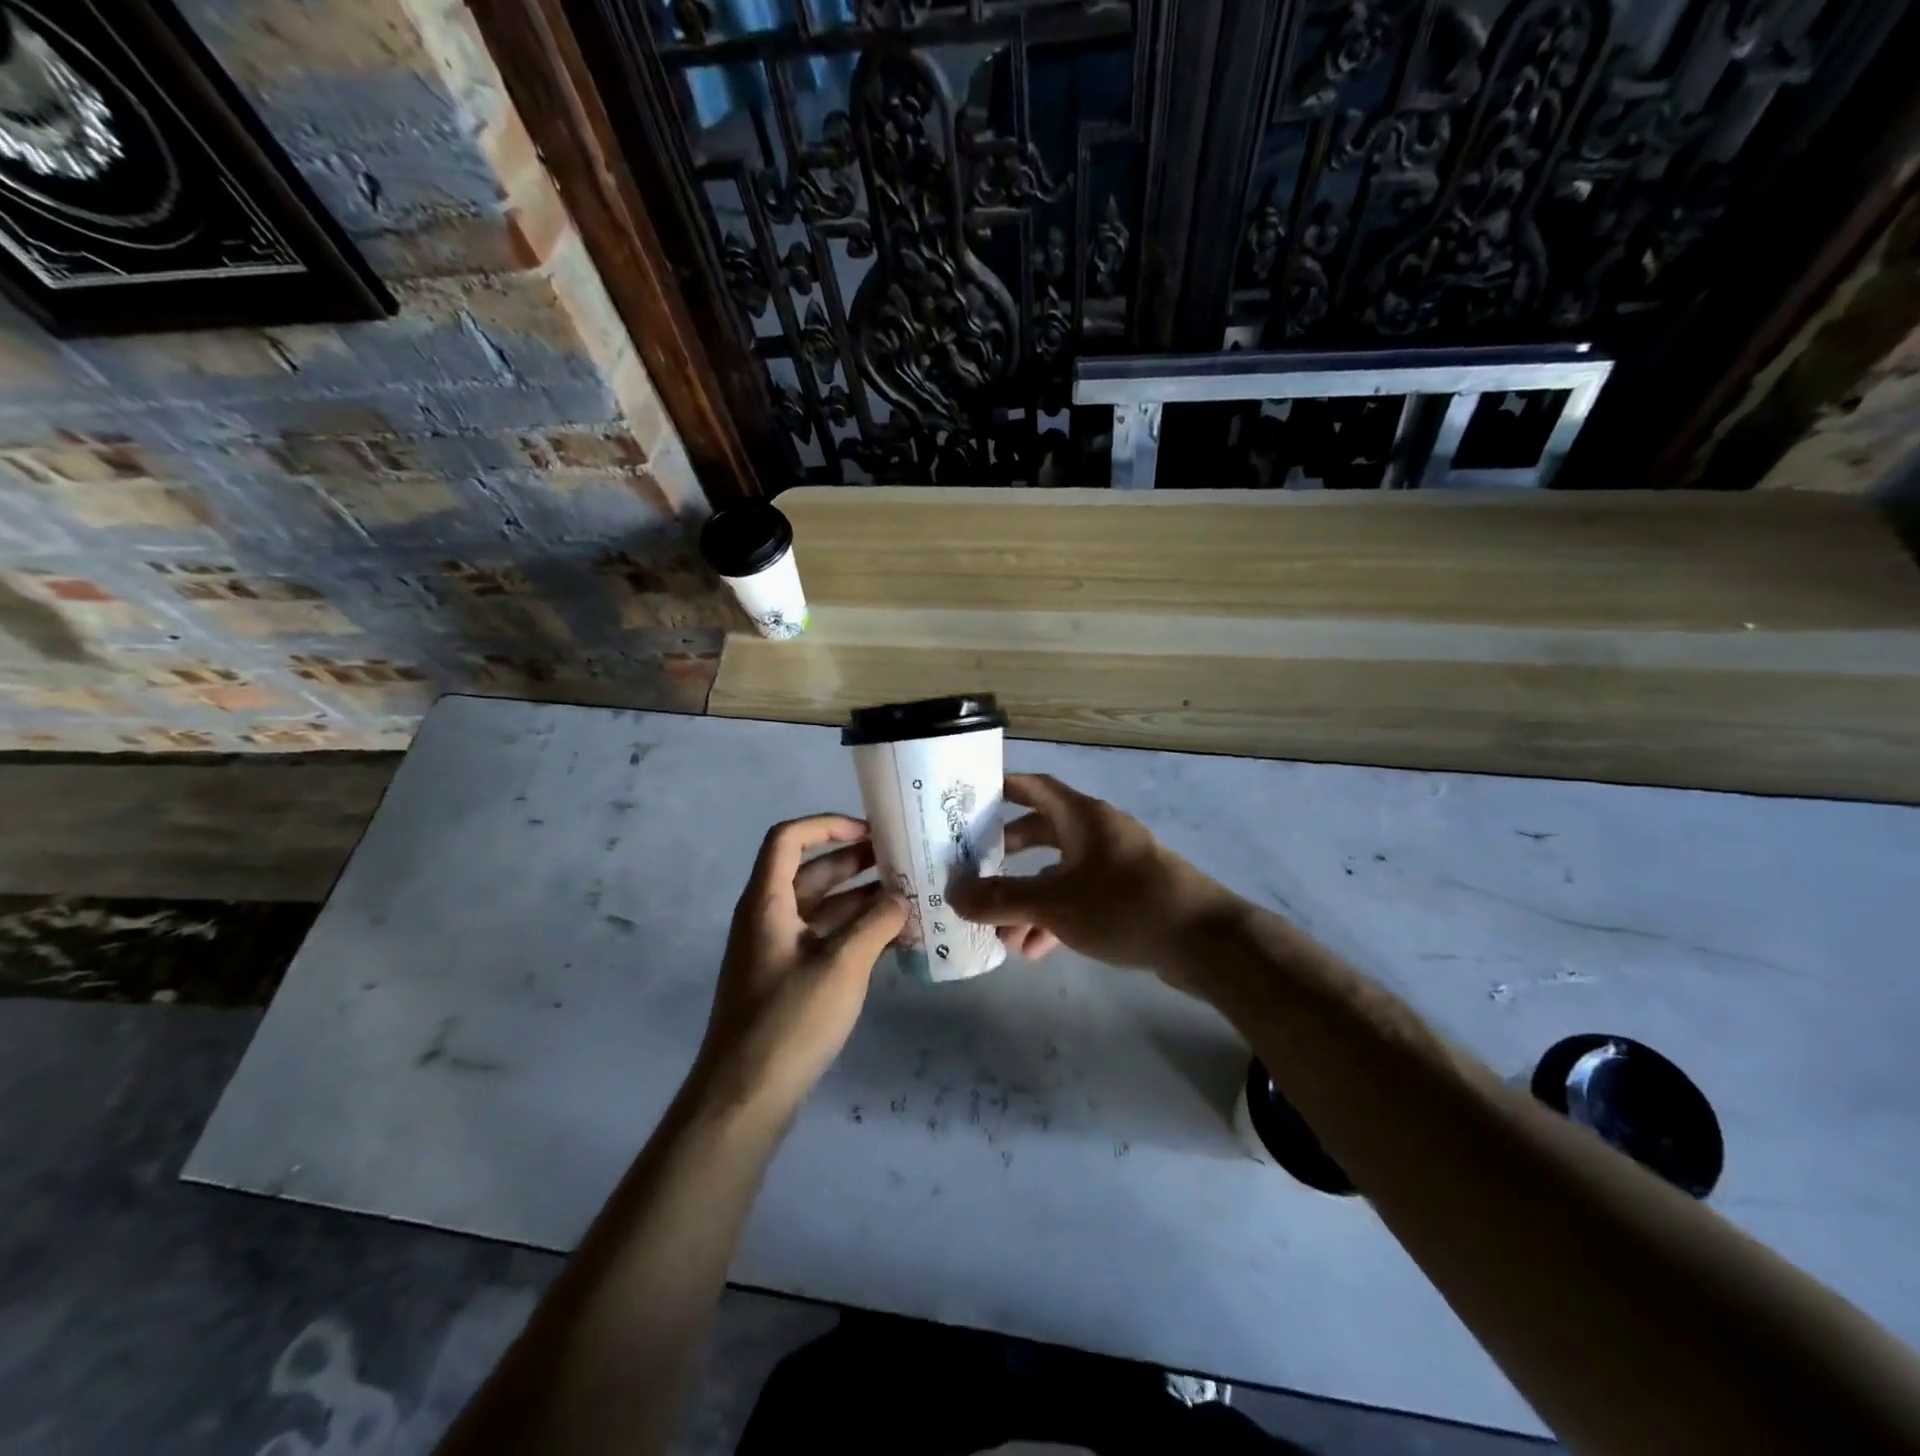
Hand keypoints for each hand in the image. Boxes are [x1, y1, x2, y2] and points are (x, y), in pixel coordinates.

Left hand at [695, 815, 907, 1116]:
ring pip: (821, 907)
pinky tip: (892, 939)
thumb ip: (876, 924)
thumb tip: (902, 899)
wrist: (745, 1097)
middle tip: (902, 861)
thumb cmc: (789, 1021)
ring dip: (861, 899)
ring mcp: (777, 949)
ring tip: (908, 898)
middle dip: (855, 862)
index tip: (869, 833)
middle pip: (810, 871)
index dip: (827, 825)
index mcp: (767, 902)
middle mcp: (768, 917)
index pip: (788, 838)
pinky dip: (854, 932)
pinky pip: (823, 938)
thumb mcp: (842, 966)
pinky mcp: (787, 978)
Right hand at [950, 774, 1237, 978]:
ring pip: (1058, 873)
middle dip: (1007, 855)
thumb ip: (1000, 899)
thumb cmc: (1123, 905)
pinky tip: (1035, 950)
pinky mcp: (1128, 895)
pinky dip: (1055, 917)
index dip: (1001, 788)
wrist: (1204, 943)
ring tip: (1003, 935)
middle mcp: (1098, 832)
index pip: (1034, 787)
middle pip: (1041, 832)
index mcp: (1082, 816)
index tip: (968, 801)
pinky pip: (1079, 898)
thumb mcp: (1054, 903)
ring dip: (1028, 899)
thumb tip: (952, 894)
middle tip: (975, 871)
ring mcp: (1115, 864)